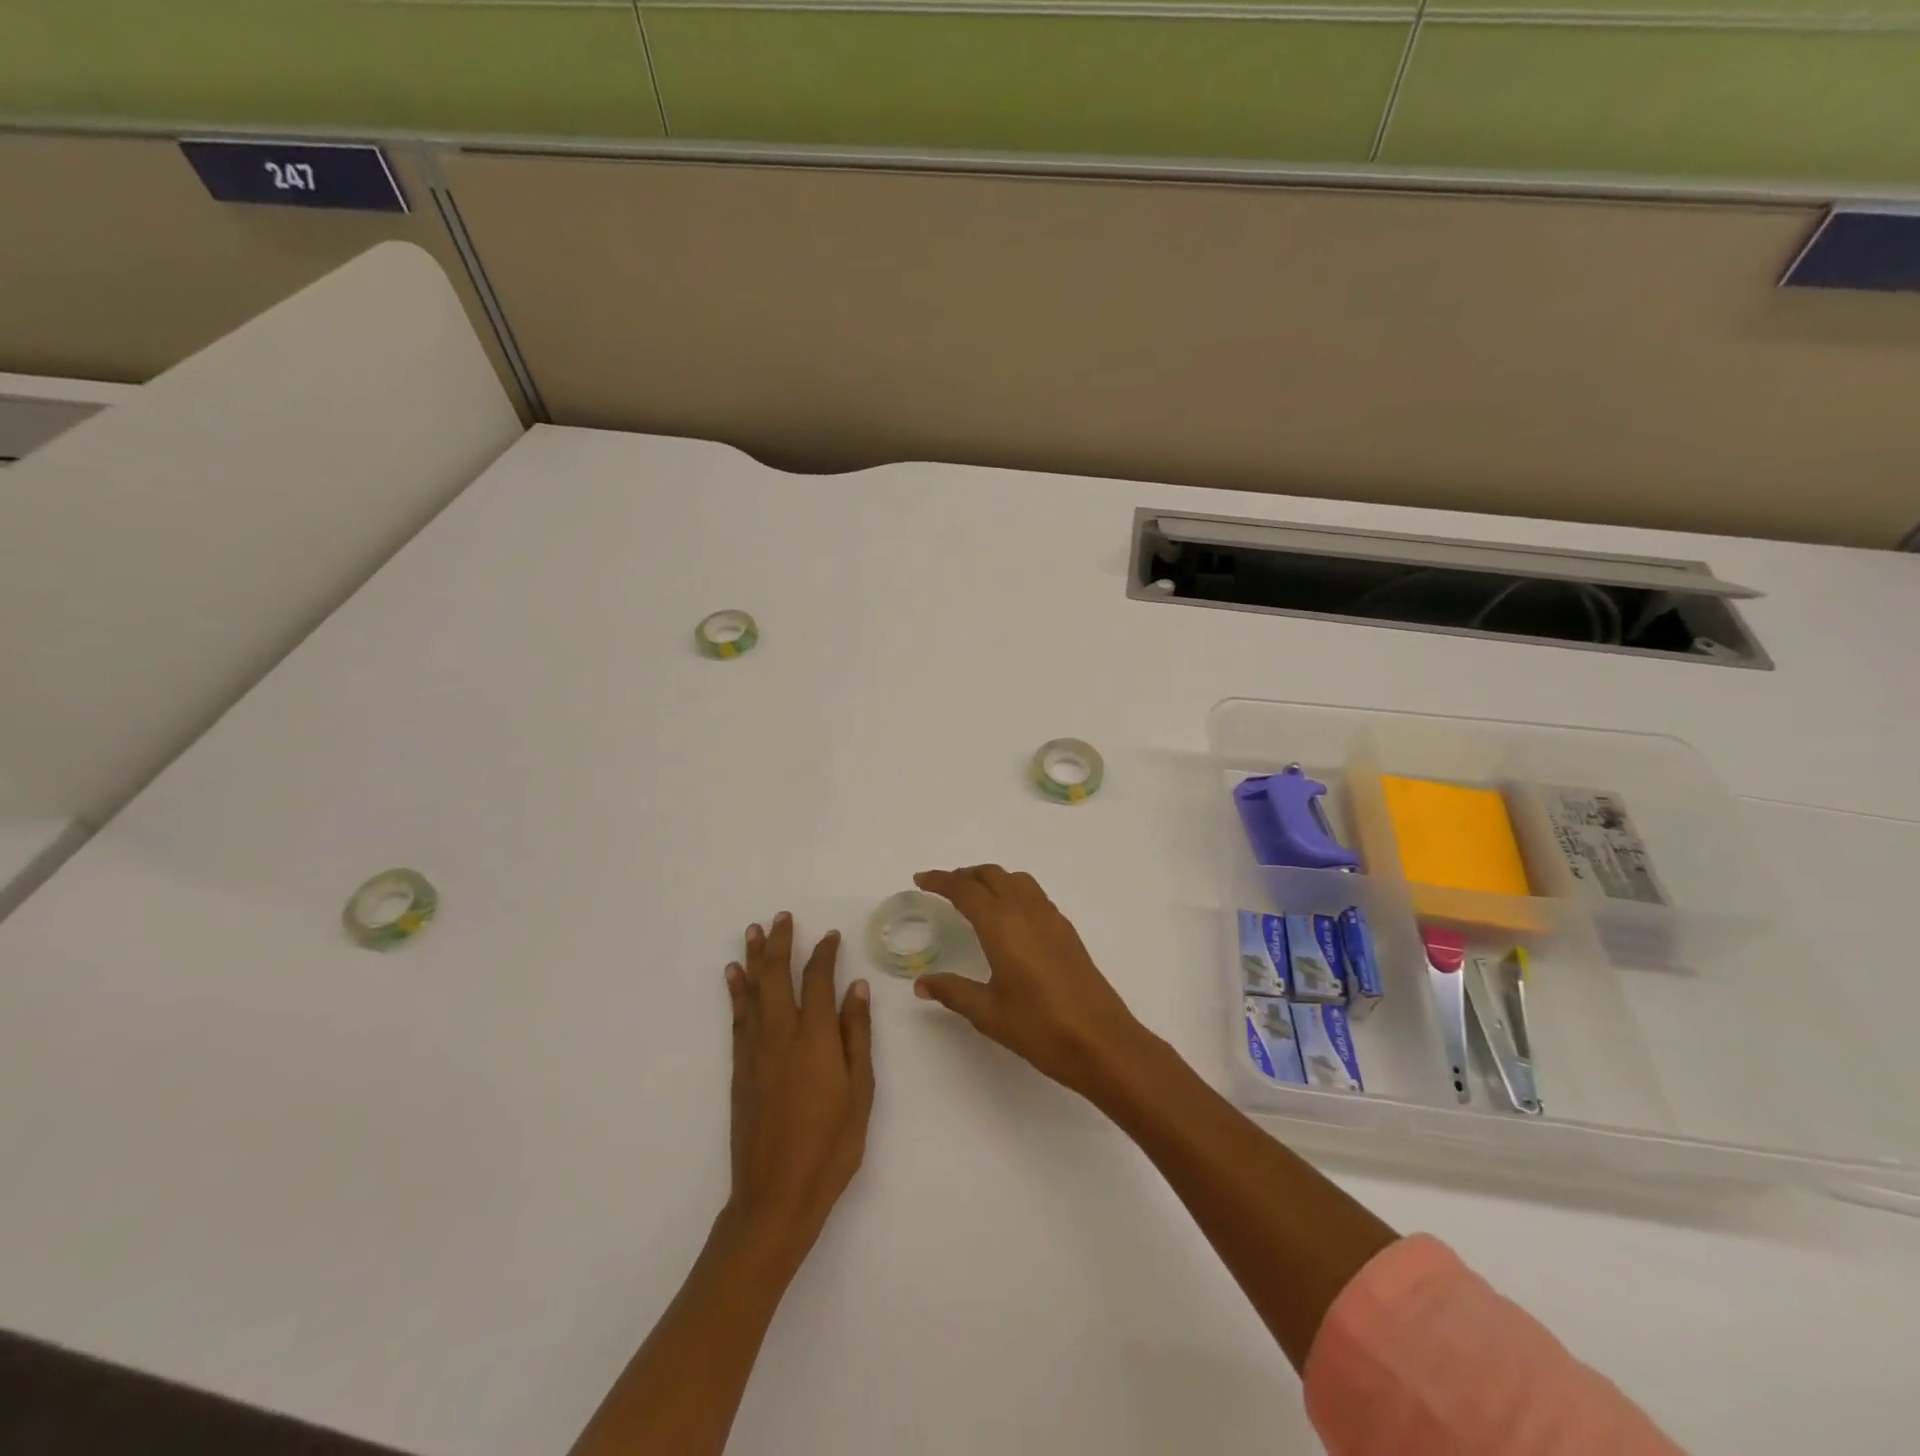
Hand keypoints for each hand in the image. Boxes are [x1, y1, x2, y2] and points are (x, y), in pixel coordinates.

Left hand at [724, 913, 874, 1265]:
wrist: (776, 1193)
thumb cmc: (831, 1144)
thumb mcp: (860, 1090)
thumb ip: (856, 1035)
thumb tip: (856, 988)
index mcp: (815, 1036)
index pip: (818, 980)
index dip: (824, 953)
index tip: (830, 935)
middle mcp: (781, 1033)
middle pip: (778, 975)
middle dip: (780, 943)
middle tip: (781, 917)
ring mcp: (756, 1050)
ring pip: (754, 991)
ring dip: (754, 958)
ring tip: (753, 931)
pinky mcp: (740, 1068)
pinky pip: (738, 1017)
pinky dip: (736, 992)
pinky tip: (734, 977)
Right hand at [911, 866, 1150, 1099]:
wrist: (1101, 1040)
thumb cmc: (1039, 1026)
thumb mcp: (988, 1012)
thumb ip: (953, 991)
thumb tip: (921, 984)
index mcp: (1001, 924)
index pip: (965, 889)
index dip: (941, 881)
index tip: (921, 880)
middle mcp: (1026, 910)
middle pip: (991, 875)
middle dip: (965, 876)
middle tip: (943, 888)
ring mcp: (1051, 918)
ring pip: (1016, 880)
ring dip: (991, 879)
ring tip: (974, 897)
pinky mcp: (1066, 931)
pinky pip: (1034, 895)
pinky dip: (1013, 891)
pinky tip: (1008, 918)